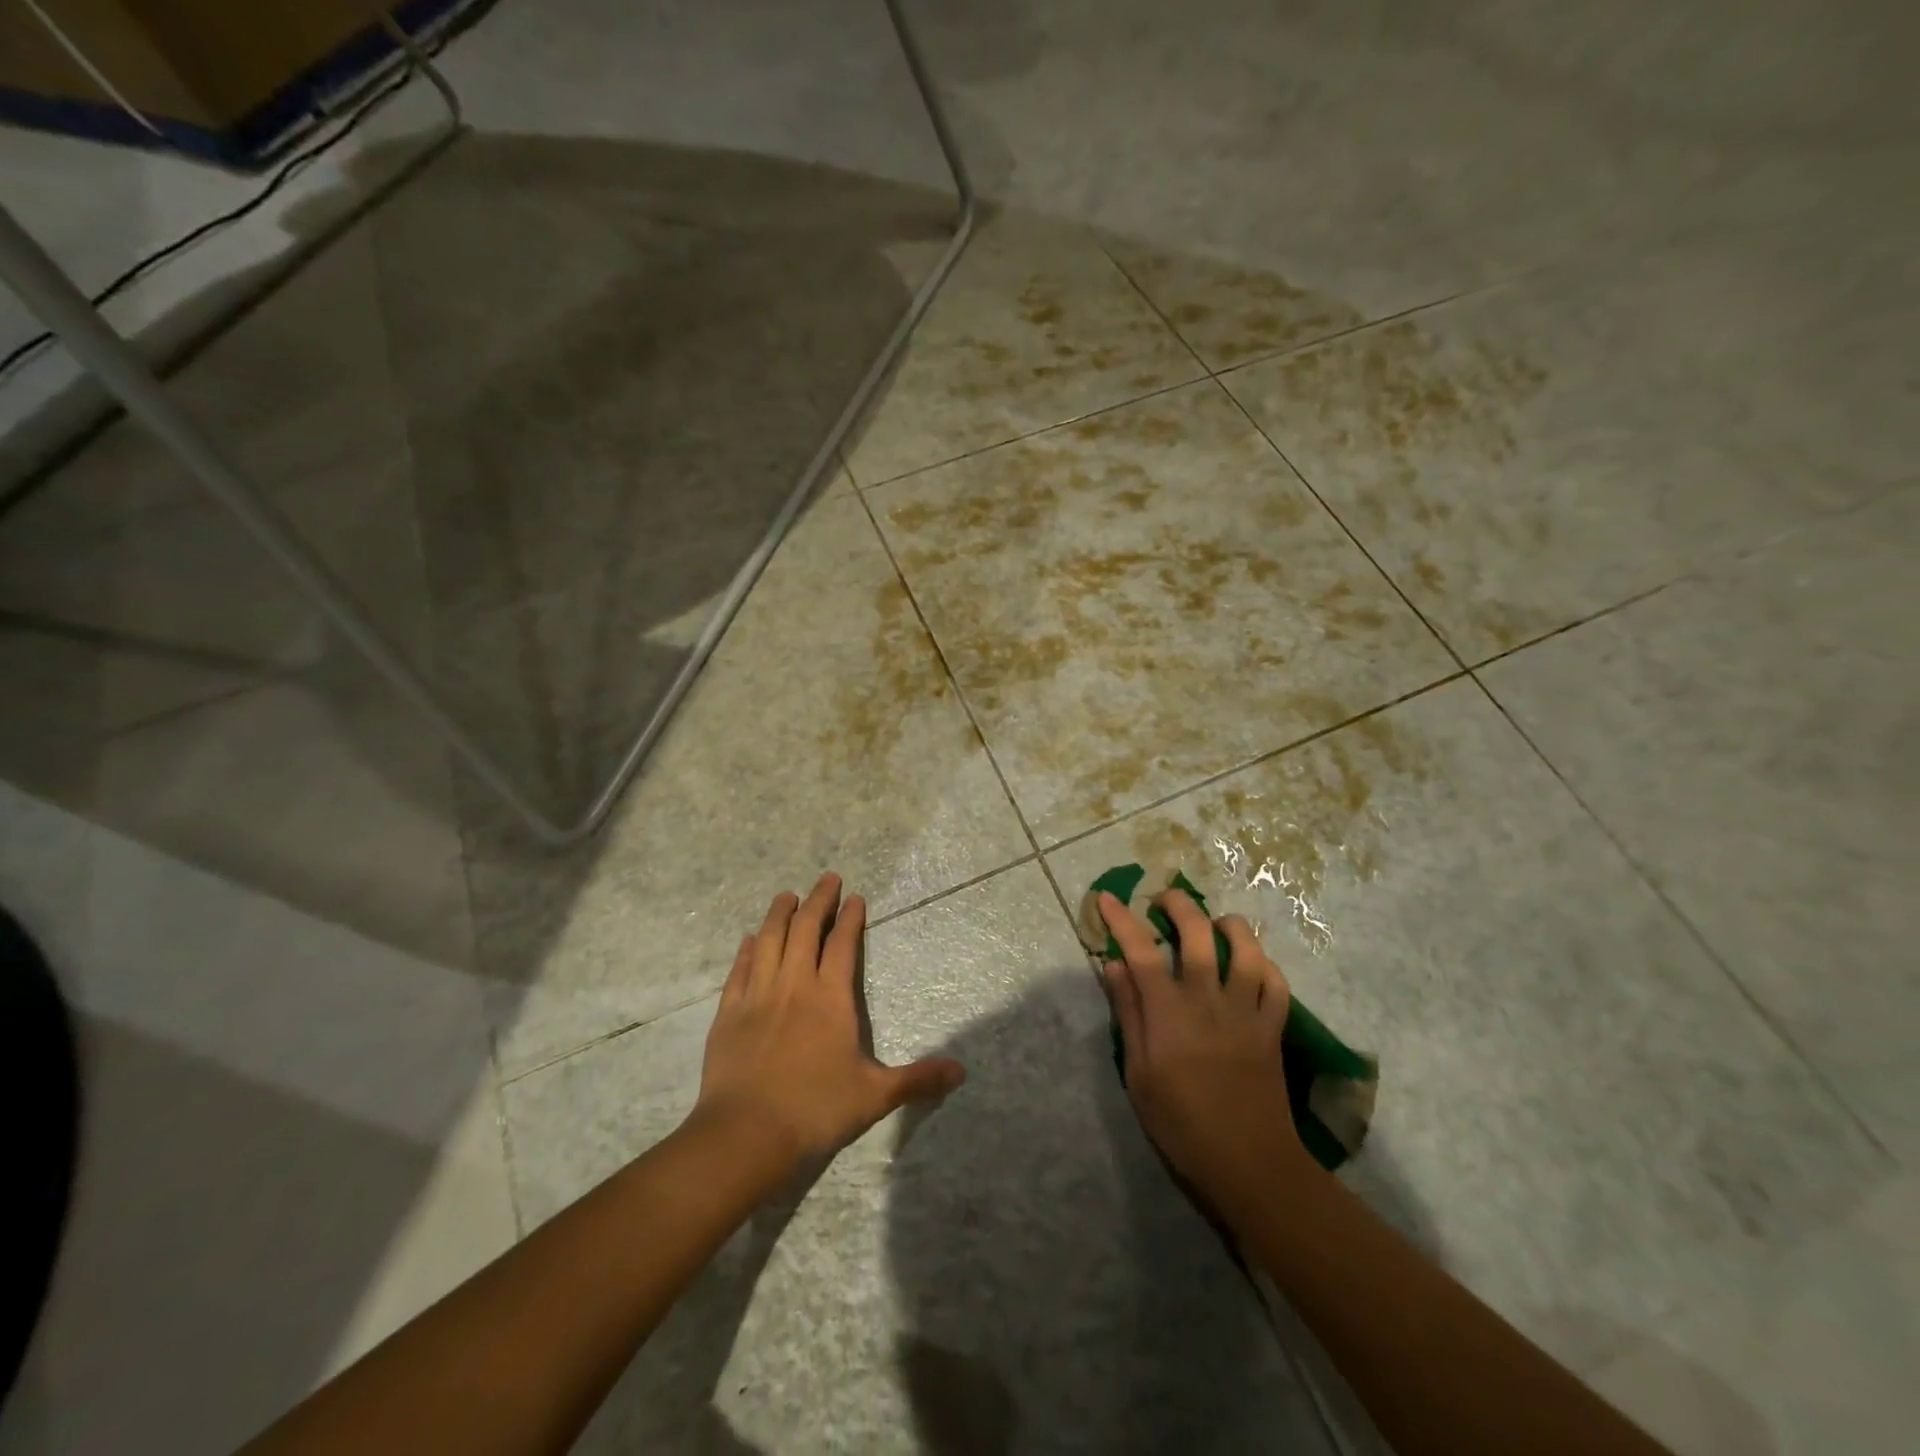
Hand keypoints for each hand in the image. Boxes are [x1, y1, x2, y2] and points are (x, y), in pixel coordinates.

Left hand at [693, 873, 965, 1170]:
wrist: (746, 1134)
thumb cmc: (815, 1110)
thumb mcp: (875, 1096)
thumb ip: (917, 1080)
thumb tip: (962, 1072)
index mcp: (831, 998)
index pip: (843, 945)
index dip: (851, 919)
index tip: (856, 898)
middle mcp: (794, 985)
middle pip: (806, 929)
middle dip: (818, 900)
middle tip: (827, 879)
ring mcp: (758, 995)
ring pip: (769, 940)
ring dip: (779, 914)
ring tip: (787, 895)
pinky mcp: (729, 1012)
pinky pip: (740, 969)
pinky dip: (747, 949)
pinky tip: (750, 939)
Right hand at [1099, 889, 1310, 1225]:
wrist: (1249, 1164)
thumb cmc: (1181, 1124)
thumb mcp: (1139, 1073)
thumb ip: (1128, 1014)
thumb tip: (1114, 966)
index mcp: (1169, 1011)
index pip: (1141, 950)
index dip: (1121, 919)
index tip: (1107, 898)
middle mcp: (1208, 999)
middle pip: (1197, 933)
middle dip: (1178, 905)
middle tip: (1163, 901)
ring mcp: (1246, 1011)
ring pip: (1246, 949)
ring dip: (1229, 926)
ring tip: (1214, 923)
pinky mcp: (1273, 1027)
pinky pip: (1276, 983)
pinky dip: (1264, 965)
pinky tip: (1251, 963)